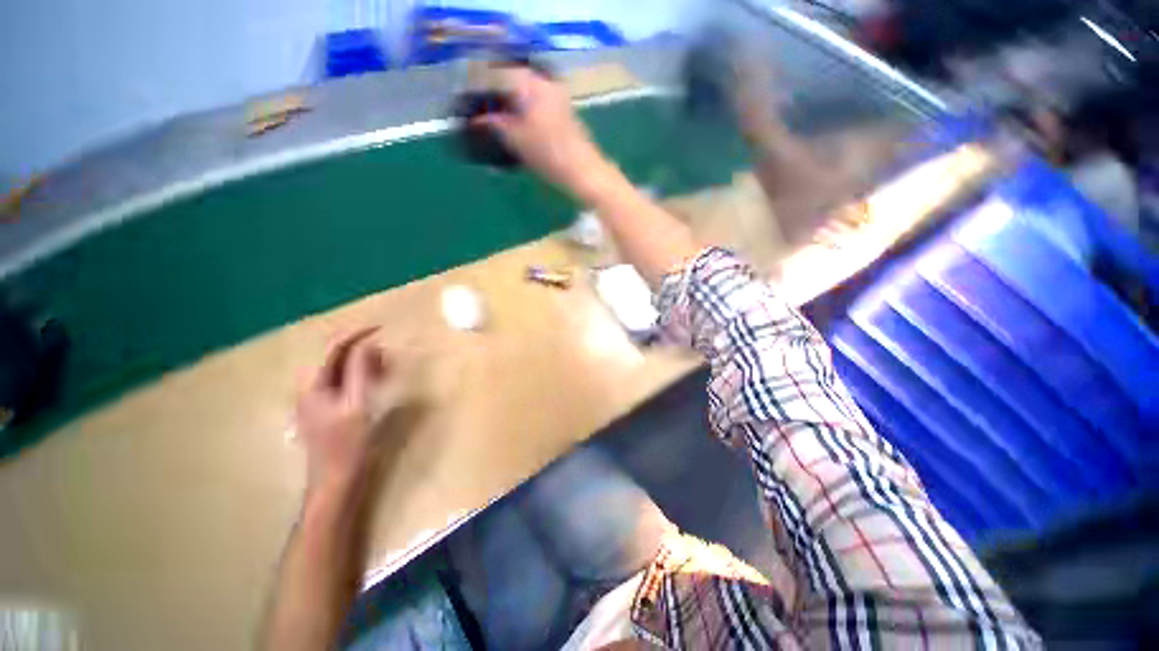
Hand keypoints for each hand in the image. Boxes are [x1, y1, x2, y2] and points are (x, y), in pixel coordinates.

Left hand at [296, 327, 393, 490]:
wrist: (335, 482)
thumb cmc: (347, 445)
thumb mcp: (358, 405)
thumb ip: (360, 372)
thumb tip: (366, 345)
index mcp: (313, 385)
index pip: (332, 348)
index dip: (356, 334)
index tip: (381, 327)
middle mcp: (310, 388)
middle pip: (336, 358)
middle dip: (363, 351)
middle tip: (389, 357)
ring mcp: (317, 400)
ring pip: (341, 370)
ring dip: (364, 365)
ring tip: (387, 369)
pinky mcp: (328, 409)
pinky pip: (345, 384)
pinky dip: (362, 378)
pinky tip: (377, 384)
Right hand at [475, 67, 611, 198]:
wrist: (584, 172)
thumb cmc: (549, 155)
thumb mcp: (516, 140)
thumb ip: (494, 124)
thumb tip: (476, 120)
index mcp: (530, 84)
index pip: (497, 72)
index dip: (478, 84)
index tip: (466, 99)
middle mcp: (544, 82)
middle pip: (511, 78)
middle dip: (493, 92)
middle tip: (479, 109)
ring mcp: (556, 96)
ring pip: (524, 90)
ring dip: (508, 101)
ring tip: (494, 119)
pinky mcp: (563, 111)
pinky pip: (536, 102)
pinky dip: (522, 109)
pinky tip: (514, 123)